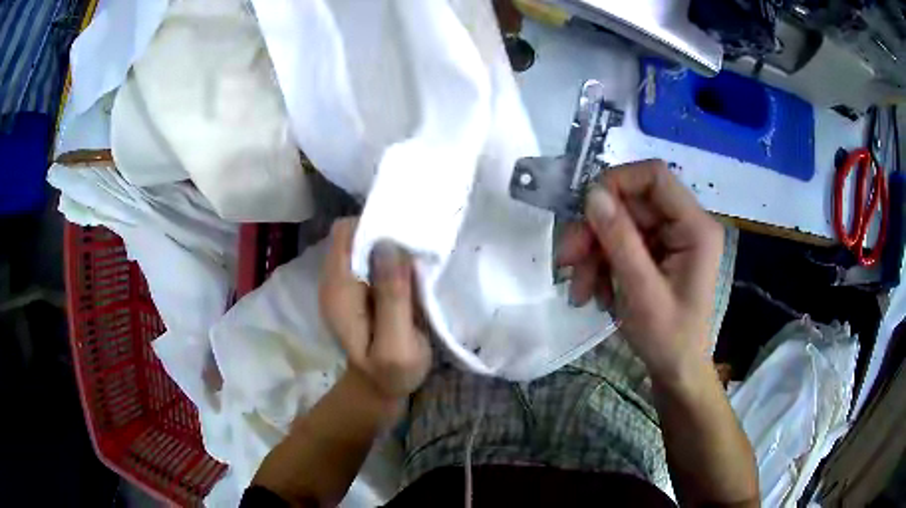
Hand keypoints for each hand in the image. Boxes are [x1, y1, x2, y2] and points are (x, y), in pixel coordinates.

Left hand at [319, 218, 431, 400]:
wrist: (381, 388)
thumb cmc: (391, 372)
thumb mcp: (396, 344)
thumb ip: (392, 297)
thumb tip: (388, 244)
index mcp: (338, 289)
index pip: (344, 233)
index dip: (373, 225)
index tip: (405, 233)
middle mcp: (335, 280)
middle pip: (354, 234)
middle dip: (385, 231)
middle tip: (418, 243)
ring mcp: (346, 284)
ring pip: (365, 244)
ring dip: (391, 243)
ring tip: (419, 254)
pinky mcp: (359, 289)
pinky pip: (373, 259)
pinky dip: (392, 257)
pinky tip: (412, 269)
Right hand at [558, 160, 723, 386]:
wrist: (677, 372)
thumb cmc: (669, 339)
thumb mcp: (641, 292)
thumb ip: (620, 241)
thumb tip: (592, 194)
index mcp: (695, 227)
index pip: (654, 176)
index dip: (616, 183)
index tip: (585, 210)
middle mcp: (684, 224)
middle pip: (630, 203)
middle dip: (595, 231)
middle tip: (567, 261)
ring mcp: (670, 239)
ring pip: (620, 224)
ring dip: (593, 253)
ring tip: (580, 291)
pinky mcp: (657, 253)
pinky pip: (621, 244)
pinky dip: (602, 265)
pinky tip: (596, 294)